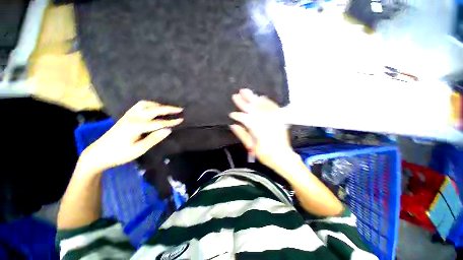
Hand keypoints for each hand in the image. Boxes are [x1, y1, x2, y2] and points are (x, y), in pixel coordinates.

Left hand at [79, 101, 182, 173]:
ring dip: (158, 105)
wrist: (99, 153)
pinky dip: (149, 105)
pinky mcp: (126, 116)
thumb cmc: (119, 154)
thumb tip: (168, 130)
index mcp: (136, 127)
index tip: (182, 120)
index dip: (171, 122)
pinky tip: (153, 109)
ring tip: (167, 108)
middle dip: (168, 109)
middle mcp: (133, 117)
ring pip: (145, 104)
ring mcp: (128, 115)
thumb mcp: (139, 150)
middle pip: (153, 109)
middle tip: (179, 109)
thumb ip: (154, 138)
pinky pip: (139, 106)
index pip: (159, 123)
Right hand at [229, 89, 296, 170]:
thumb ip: (242, 134)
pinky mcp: (279, 118)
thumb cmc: (265, 154)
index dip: (237, 116)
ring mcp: (274, 118)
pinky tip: (261, 97)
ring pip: (262, 105)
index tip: (231, 114)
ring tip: (246, 91)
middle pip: (252, 109)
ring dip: (253, 98)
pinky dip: (266, 101)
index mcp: (257, 129)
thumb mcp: (251, 147)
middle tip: (236, 95)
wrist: (283, 156)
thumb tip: (234, 125)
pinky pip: (273, 106)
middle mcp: (265, 121)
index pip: (244, 118)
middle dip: (243, 101)